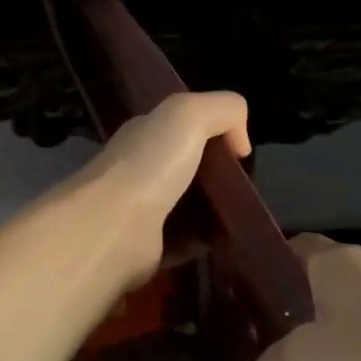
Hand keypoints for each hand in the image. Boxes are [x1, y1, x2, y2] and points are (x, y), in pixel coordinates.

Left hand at [72, 91, 249, 287]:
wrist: (113, 228)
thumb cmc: (150, 165)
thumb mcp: (190, 115)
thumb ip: (225, 111)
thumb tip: (241, 145)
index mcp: (145, 134)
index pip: (182, 127)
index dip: (214, 133)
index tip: (240, 152)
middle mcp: (139, 169)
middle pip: (187, 168)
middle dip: (218, 176)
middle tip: (247, 187)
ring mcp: (141, 211)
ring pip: (188, 206)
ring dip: (216, 211)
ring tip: (247, 215)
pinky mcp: (148, 249)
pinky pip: (186, 242)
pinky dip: (207, 242)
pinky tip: (231, 241)